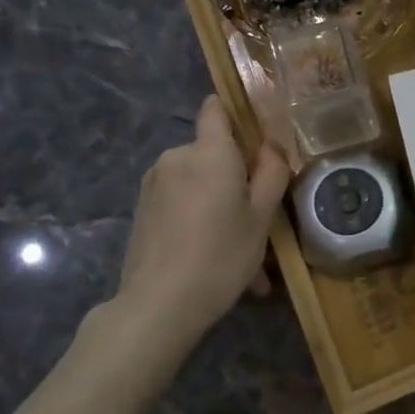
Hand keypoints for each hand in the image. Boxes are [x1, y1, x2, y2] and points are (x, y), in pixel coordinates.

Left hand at [98, 95, 289, 350]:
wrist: (158, 305)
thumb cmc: (221, 254)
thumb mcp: (262, 217)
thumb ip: (271, 172)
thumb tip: (271, 146)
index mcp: (209, 152)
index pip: (215, 108)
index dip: (235, 112)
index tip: (256, 134)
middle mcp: (177, 157)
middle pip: (212, 152)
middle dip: (234, 176)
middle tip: (258, 217)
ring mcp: (154, 184)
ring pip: (198, 183)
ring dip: (219, 205)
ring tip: (239, 249)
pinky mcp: (143, 210)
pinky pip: (181, 204)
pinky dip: (199, 221)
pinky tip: (214, 260)